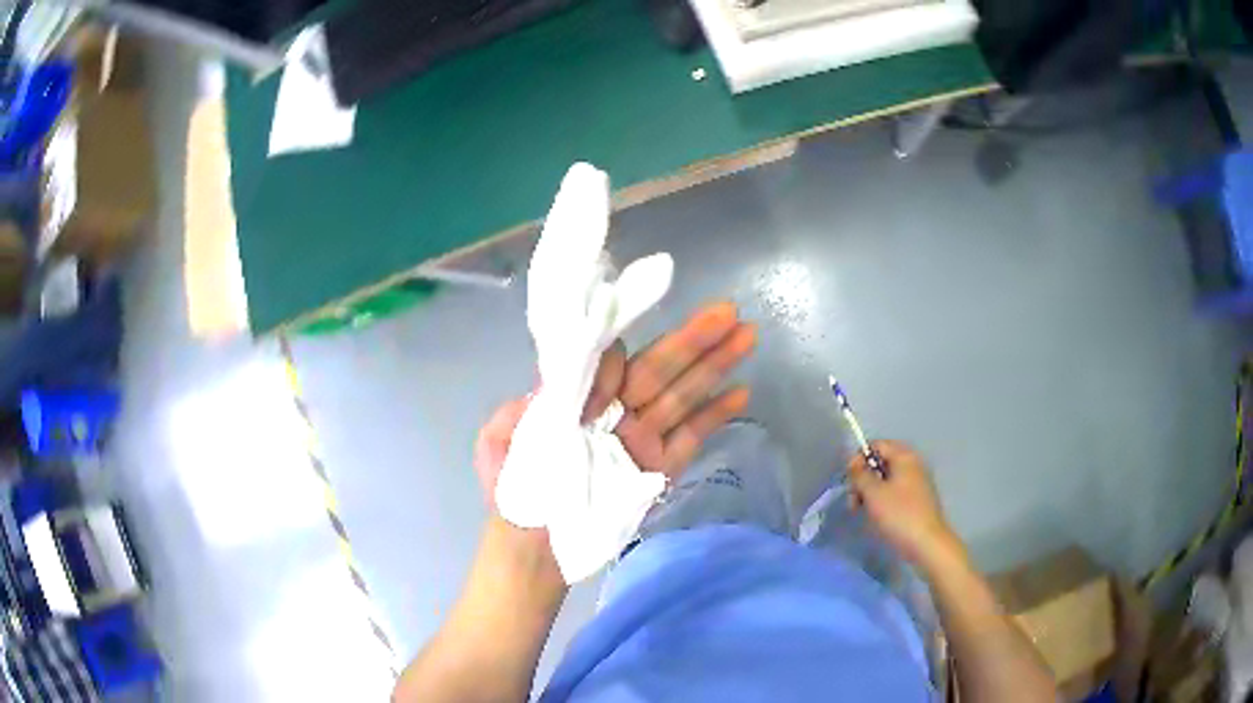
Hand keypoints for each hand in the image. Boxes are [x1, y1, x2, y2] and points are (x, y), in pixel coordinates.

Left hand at [474, 301, 755, 503]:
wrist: (533, 552)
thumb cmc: (514, 495)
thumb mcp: (503, 439)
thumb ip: (535, 400)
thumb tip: (578, 374)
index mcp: (575, 399)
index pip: (608, 361)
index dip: (622, 352)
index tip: (621, 356)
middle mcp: (612, 412)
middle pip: (657, 368)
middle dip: (692, 339)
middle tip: (728, 311)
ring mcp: (639, 439)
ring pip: (682, 394)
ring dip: (714, 365)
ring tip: (747, 335)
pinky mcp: (658, 469)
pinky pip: (691, 437)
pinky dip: (715, 416)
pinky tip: (741, 393)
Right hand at [847, 440, 963, 570]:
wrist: (926, 543)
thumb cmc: (899, 515)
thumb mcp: (873, 493)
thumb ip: (860, 474)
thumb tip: (853, 462)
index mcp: (904, 456)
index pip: (876, 445)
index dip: (858, 459)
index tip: (849, 480)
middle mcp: (913, 464)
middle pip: (881, 462)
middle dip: (863, 479)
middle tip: (854, 501)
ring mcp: (917, 482)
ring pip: (886, 479)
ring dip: (870, 492)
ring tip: (861, 511)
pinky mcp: (917, 500)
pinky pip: (894, 492)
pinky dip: (882, 500)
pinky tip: (876, 516)